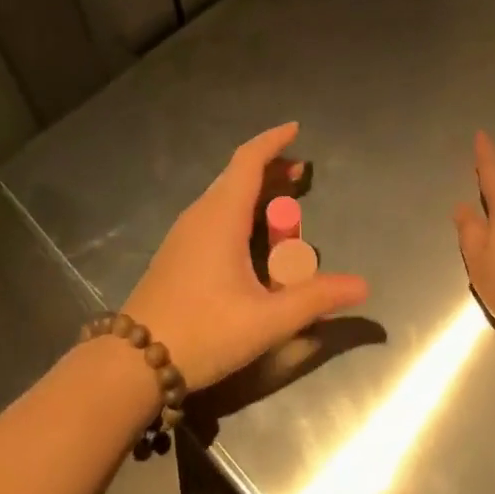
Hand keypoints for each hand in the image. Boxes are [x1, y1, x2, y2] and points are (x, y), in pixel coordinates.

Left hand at [124, 123, 368, 389]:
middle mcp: (200, 214)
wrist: (132, 363)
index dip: (273, 141)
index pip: (248, 160)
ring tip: (285, 202)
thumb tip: (363, 286)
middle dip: (271, 168)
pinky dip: (240, 210)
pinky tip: (253, 239)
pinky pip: (214, 214)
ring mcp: (184, 233)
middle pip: (237, 175)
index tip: (296, 129)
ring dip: (255, 191)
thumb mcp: (267, 320)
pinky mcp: (177, 252)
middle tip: (302, 173)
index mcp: (221, 216)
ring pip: (224, 196)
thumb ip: (316, 299)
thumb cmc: (203, 332)